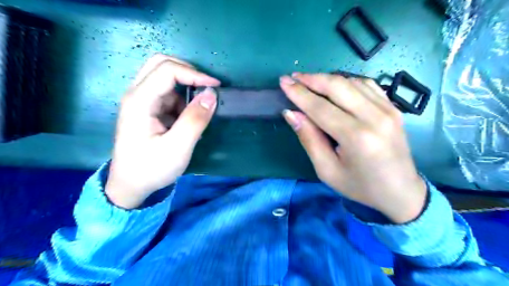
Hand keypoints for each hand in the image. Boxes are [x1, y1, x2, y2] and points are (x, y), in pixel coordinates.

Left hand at [106, 54, 219, 208]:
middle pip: (161, 64)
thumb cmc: (151, 169)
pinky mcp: (148, 109)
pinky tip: (187, 119)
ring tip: (198, 110)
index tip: (216, 87)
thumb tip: (212, 94)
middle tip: (207, 87)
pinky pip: (168, 94)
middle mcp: (137, 94)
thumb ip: (195, 120)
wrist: (131, 186)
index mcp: (139, 101)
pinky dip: (182, 99)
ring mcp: (141, 101)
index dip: (195, 74)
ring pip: (165, 78)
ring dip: (186, 87)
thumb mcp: (178, 148)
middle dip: (188, 72)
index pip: (168, 70)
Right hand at [280, 72, 426, 222]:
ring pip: (351, 81)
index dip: (299, 93)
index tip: (283, 82)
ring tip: (309, 81)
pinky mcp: (393, 107)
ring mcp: (388, 109)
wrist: (401, 191)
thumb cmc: (359, 186)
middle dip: (311, 79)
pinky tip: (335, 86)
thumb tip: (291, 113)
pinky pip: (366, 84)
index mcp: (356, 137)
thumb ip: (309, 139)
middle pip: (337, 86)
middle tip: (293, 78)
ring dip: (327, 78)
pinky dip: (346, 81)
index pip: (320, 107)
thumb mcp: (327, 170)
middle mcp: (374, 117)